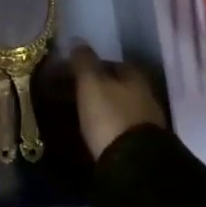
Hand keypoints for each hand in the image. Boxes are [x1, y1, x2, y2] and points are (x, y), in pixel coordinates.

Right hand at [70, 44, 165, 159]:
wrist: (134, 167)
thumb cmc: (111, 116)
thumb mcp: (92, 82)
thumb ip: (83, 60)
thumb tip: (76, 40)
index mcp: (134, 75)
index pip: (107, 63)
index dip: (84, 66)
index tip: (64, 74)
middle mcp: (143, 94)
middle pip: (110, 87)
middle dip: (88, 90)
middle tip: (62, 96)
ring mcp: (143, 122)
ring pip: (111, 109)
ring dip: (93, 111)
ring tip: (68, 118)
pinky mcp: (138, 147)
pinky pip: (112, 130)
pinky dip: (98, 129)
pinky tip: (84, 136)